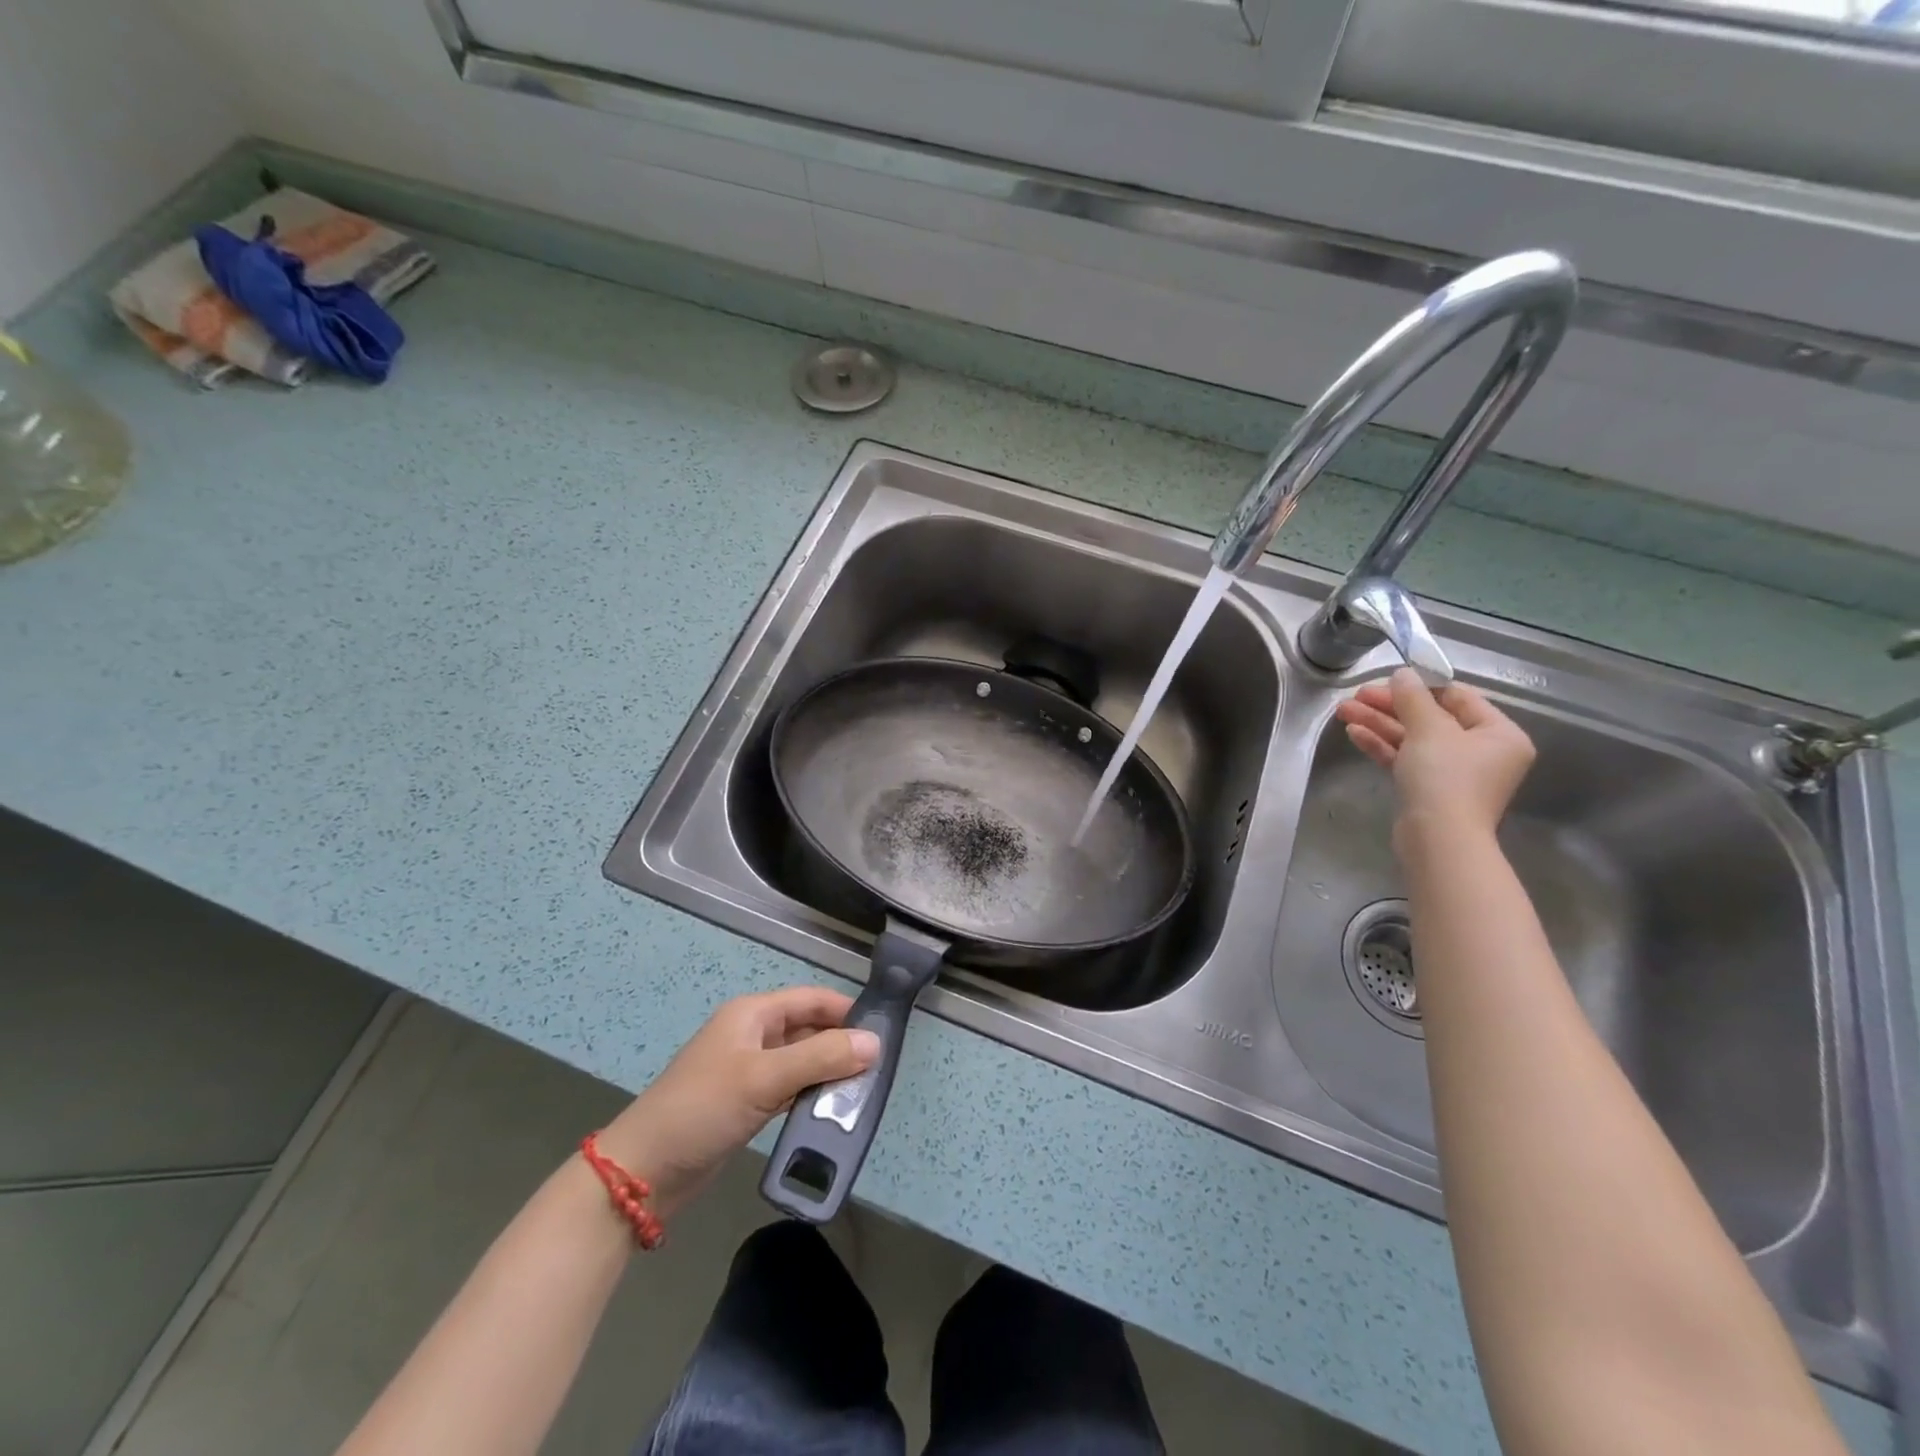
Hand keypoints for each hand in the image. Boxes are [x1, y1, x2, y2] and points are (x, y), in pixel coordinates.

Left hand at [596, 987, 879, 1218]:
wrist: (642, 1172)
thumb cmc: (703, 1108)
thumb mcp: (765, 1078)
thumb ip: (822, 1057)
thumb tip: (875, 1043)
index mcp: (753, 1014)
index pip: (812, 999)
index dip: (847, 1011)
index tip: (884, 1031)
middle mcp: (753, 1035)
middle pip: (809, 1030)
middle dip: (842, 1045)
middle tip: (879, 1069)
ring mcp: (748, 1070)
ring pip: (801, 1061)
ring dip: (828, 1074)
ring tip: (864, 1093)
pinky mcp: (746, 1103)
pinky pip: (789, 1090)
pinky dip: (811, 1096)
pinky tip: (833, 1112)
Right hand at [1334, 668, 1536, 847]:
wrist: (1438, 839)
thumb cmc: (1445, 778)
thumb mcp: (1429, 729)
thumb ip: (1413, 697)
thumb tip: (1403, 674)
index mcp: (1498, 734)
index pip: (1458, 697)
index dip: (1420, 685)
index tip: (1386, 679)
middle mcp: (1481, 752)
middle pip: (1430, 718)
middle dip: (1389, 706)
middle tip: (1355, 696)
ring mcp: (1454, 773)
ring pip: (1412, 739)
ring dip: (1378, 723)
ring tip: (1343, 711)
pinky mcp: (1429, 790)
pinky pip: (1406, 759)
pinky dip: (1382, 745)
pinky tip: (1355, 733)